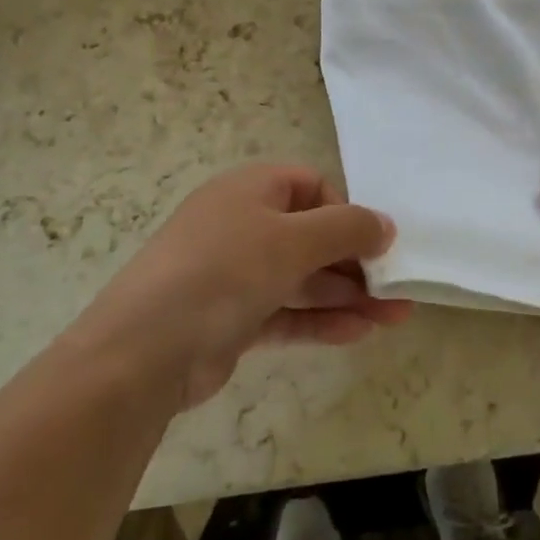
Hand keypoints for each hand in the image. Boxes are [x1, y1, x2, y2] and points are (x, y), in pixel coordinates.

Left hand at [75, 164, 413, 410]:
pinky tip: (359, 334)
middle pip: (310, 235)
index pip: (310, 186)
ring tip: (395, 317)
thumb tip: (386, 225)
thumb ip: (346, 228)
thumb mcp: (291, 240)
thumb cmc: (223, 272)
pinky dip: (320, 321)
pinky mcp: (231, 319)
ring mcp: (235, 274)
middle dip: (356, 261)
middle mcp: (242, 225)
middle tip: (397, 288)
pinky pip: (286, 312)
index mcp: (250, 190)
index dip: (344, 210)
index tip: (373, 243)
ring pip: (302, 278)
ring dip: (347, 295)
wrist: (142, 353)